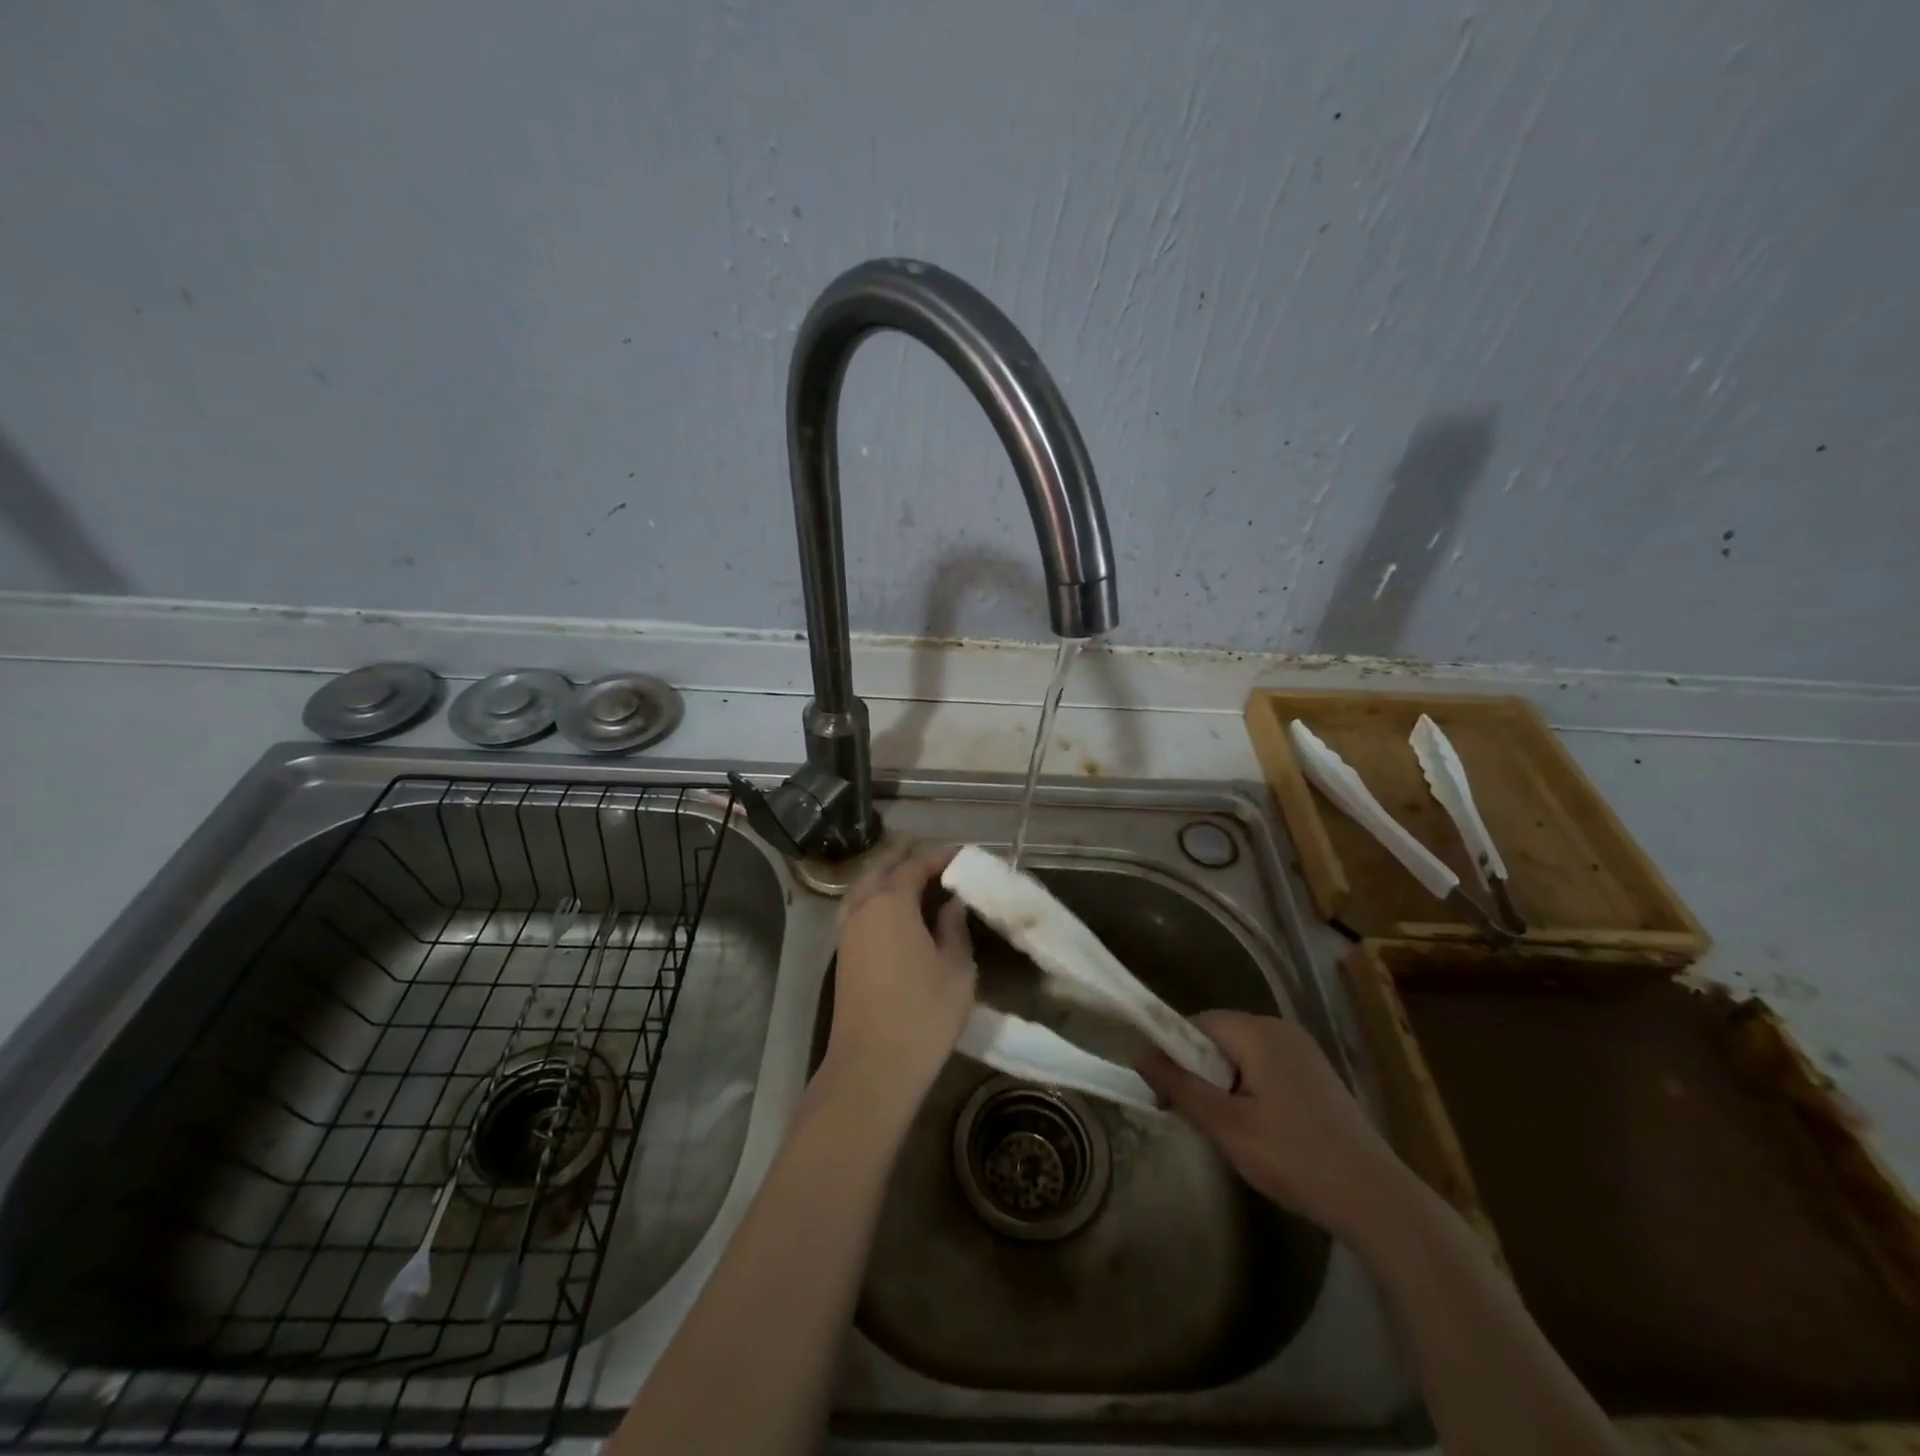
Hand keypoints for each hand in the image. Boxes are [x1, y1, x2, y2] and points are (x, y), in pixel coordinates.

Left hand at [823, 843, 975, 1100]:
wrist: (872, 1066)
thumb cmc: (923, 1014)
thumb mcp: (957, 969)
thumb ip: (954, 929)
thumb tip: (952, 904)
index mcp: (891, 902)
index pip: (914, 864)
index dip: (938, 855)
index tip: (961, 853)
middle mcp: (863, 907)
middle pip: (882, 867)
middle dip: (907, 855)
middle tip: (935, 855)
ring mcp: (847, 930)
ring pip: (864, 885)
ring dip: (887, 873)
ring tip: (913, 875)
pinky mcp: (842, 953)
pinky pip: (857, 906)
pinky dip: (875, 895)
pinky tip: (892, 908)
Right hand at [1138, 1011, 1408, 1237]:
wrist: (1376, 1199)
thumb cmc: (1293, 1157)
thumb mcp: (1226, 1126)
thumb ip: (1180, 1086)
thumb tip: (1139, 1054)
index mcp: (1258, 1032)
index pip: (1196, 1023)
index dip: (1172, 1053)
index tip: (1165, 1093)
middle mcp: (1280, 1029)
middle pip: (1219, 1036)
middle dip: (1198, 1070)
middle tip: (1195, 1116)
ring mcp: (1303, 1051)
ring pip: (1242, 1054)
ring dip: (1223, 1082)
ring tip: (1226, 1127)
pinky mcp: (1317, 1075)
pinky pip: (1266, 1067)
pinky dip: (1249, 1088)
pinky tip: (1258, 1129)